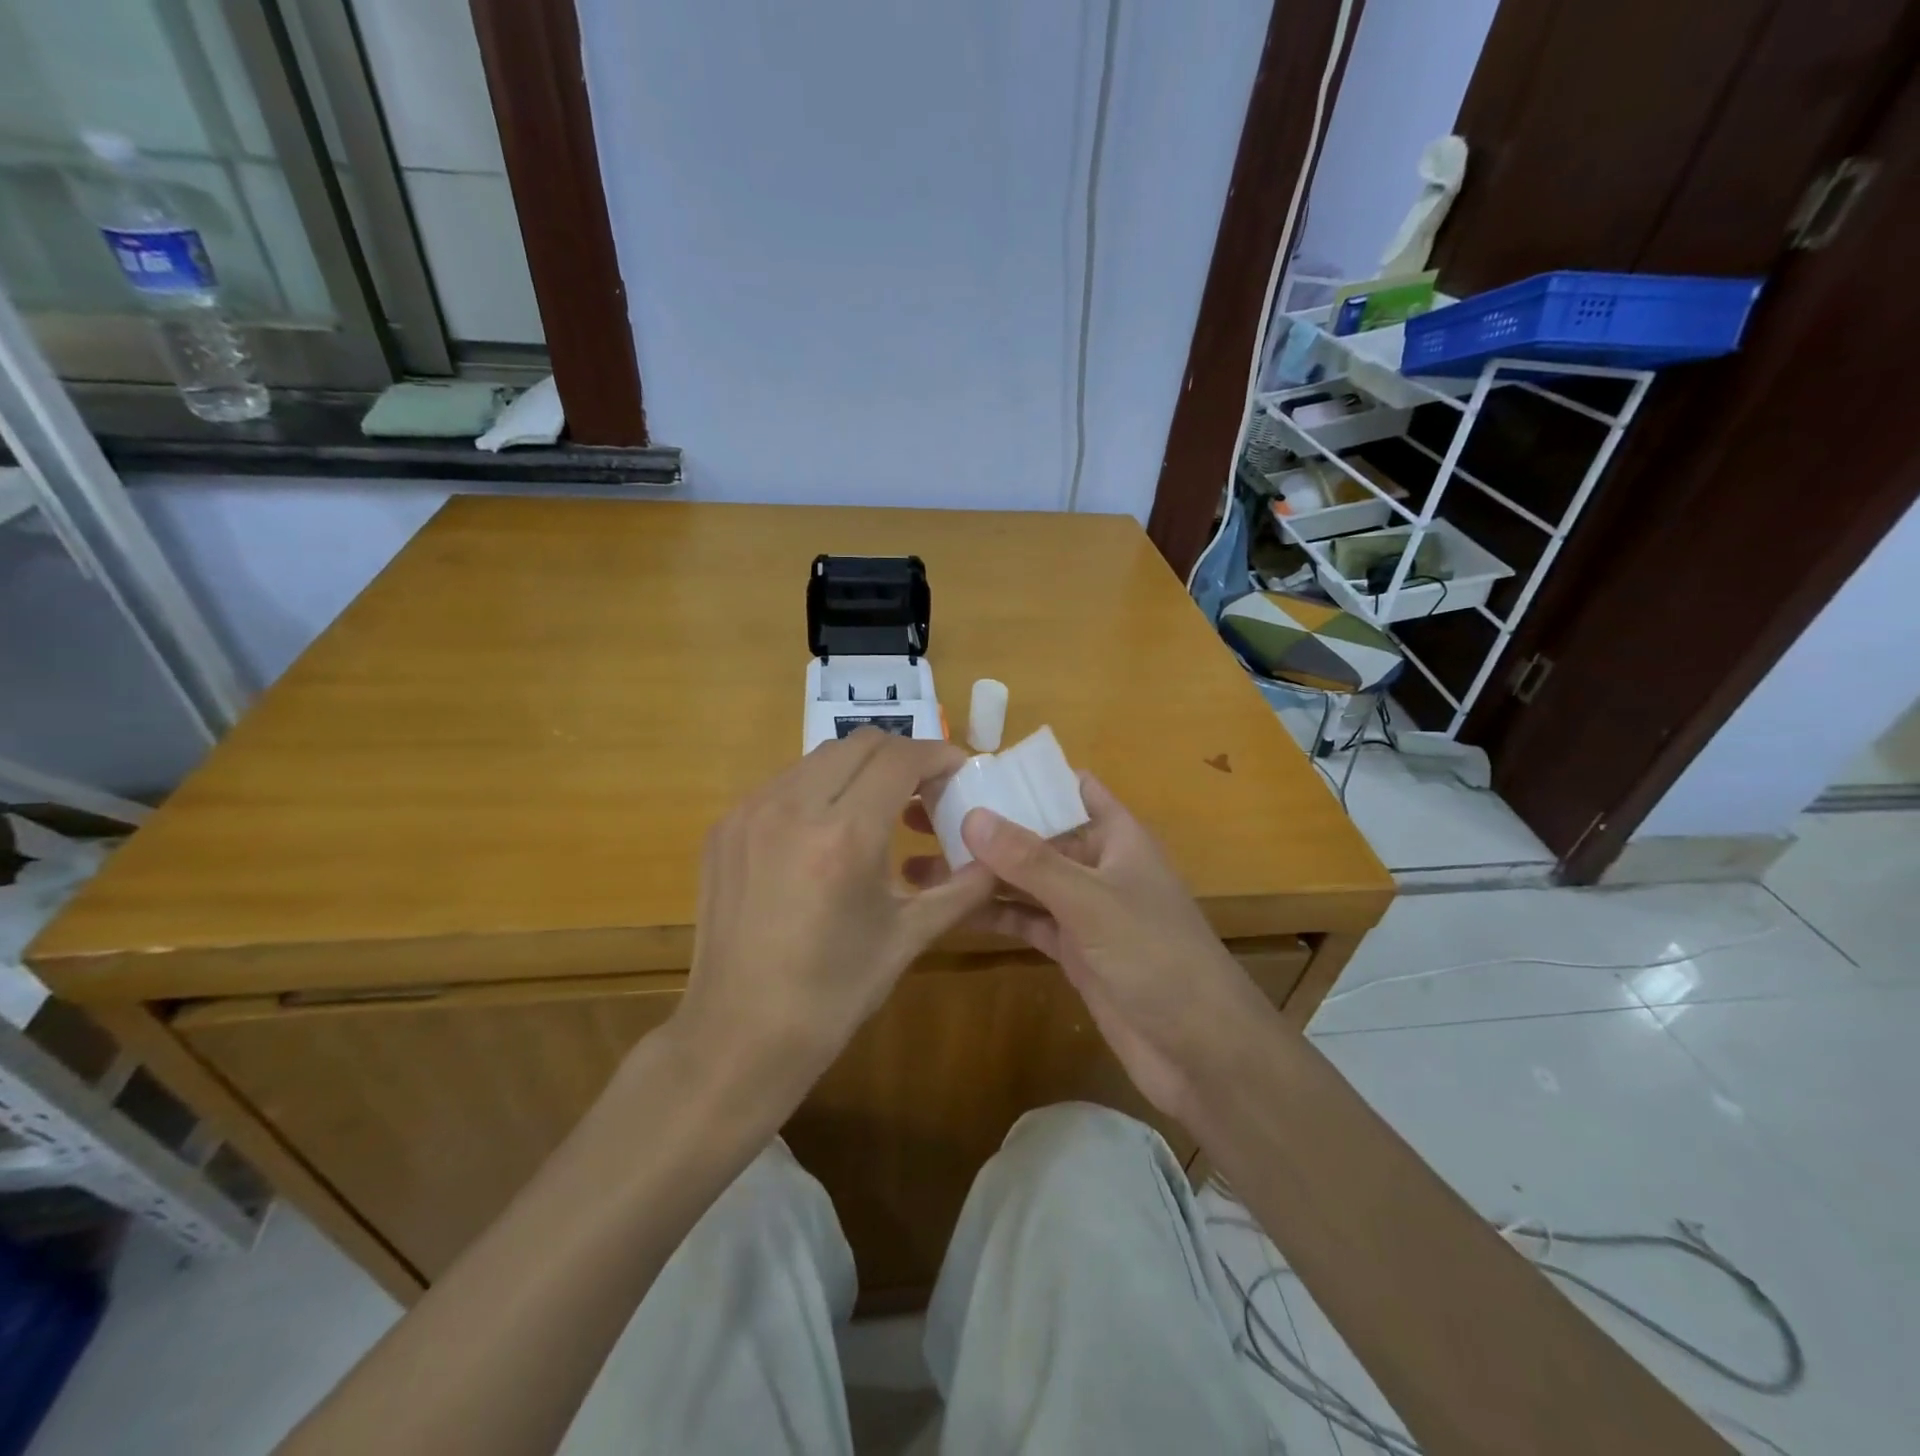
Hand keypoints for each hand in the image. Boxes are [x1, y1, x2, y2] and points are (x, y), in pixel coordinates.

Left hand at [674, 730, 995, 1083]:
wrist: (740, 1034)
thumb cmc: (835, 992)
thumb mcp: (909, 936)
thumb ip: (962, 887)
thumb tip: (998, 856)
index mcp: (845, 836)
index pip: (900, 757)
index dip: (937, 755)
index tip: (957, 771)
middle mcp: (793, 808)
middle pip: (860, 743)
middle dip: (901, 756)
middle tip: (922, 791)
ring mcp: (750, 813)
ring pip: (819, 758)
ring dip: (858, 771)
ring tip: (876, 812)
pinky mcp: (724, 827)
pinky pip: (783, 784)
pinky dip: (818, 791)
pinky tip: (826, 834)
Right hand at [907, 775, 1267, 1124]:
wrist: (1200, 1049)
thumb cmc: (1156, 956)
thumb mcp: (1091, 900)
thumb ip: (1031, 861)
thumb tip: (971, 816)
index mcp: (1116, 836)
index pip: (1071, 788)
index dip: (1026, 777)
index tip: (969, 769)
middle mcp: (1097, 865)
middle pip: (1037, 834)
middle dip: (986, 825)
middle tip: (921, 814)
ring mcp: (1083, 909)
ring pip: (1024, 879)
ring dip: (979, 871)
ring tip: (916, 861)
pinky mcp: (1072, 949)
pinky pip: (1025, 919)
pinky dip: (992, 912)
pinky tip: (949, 906)